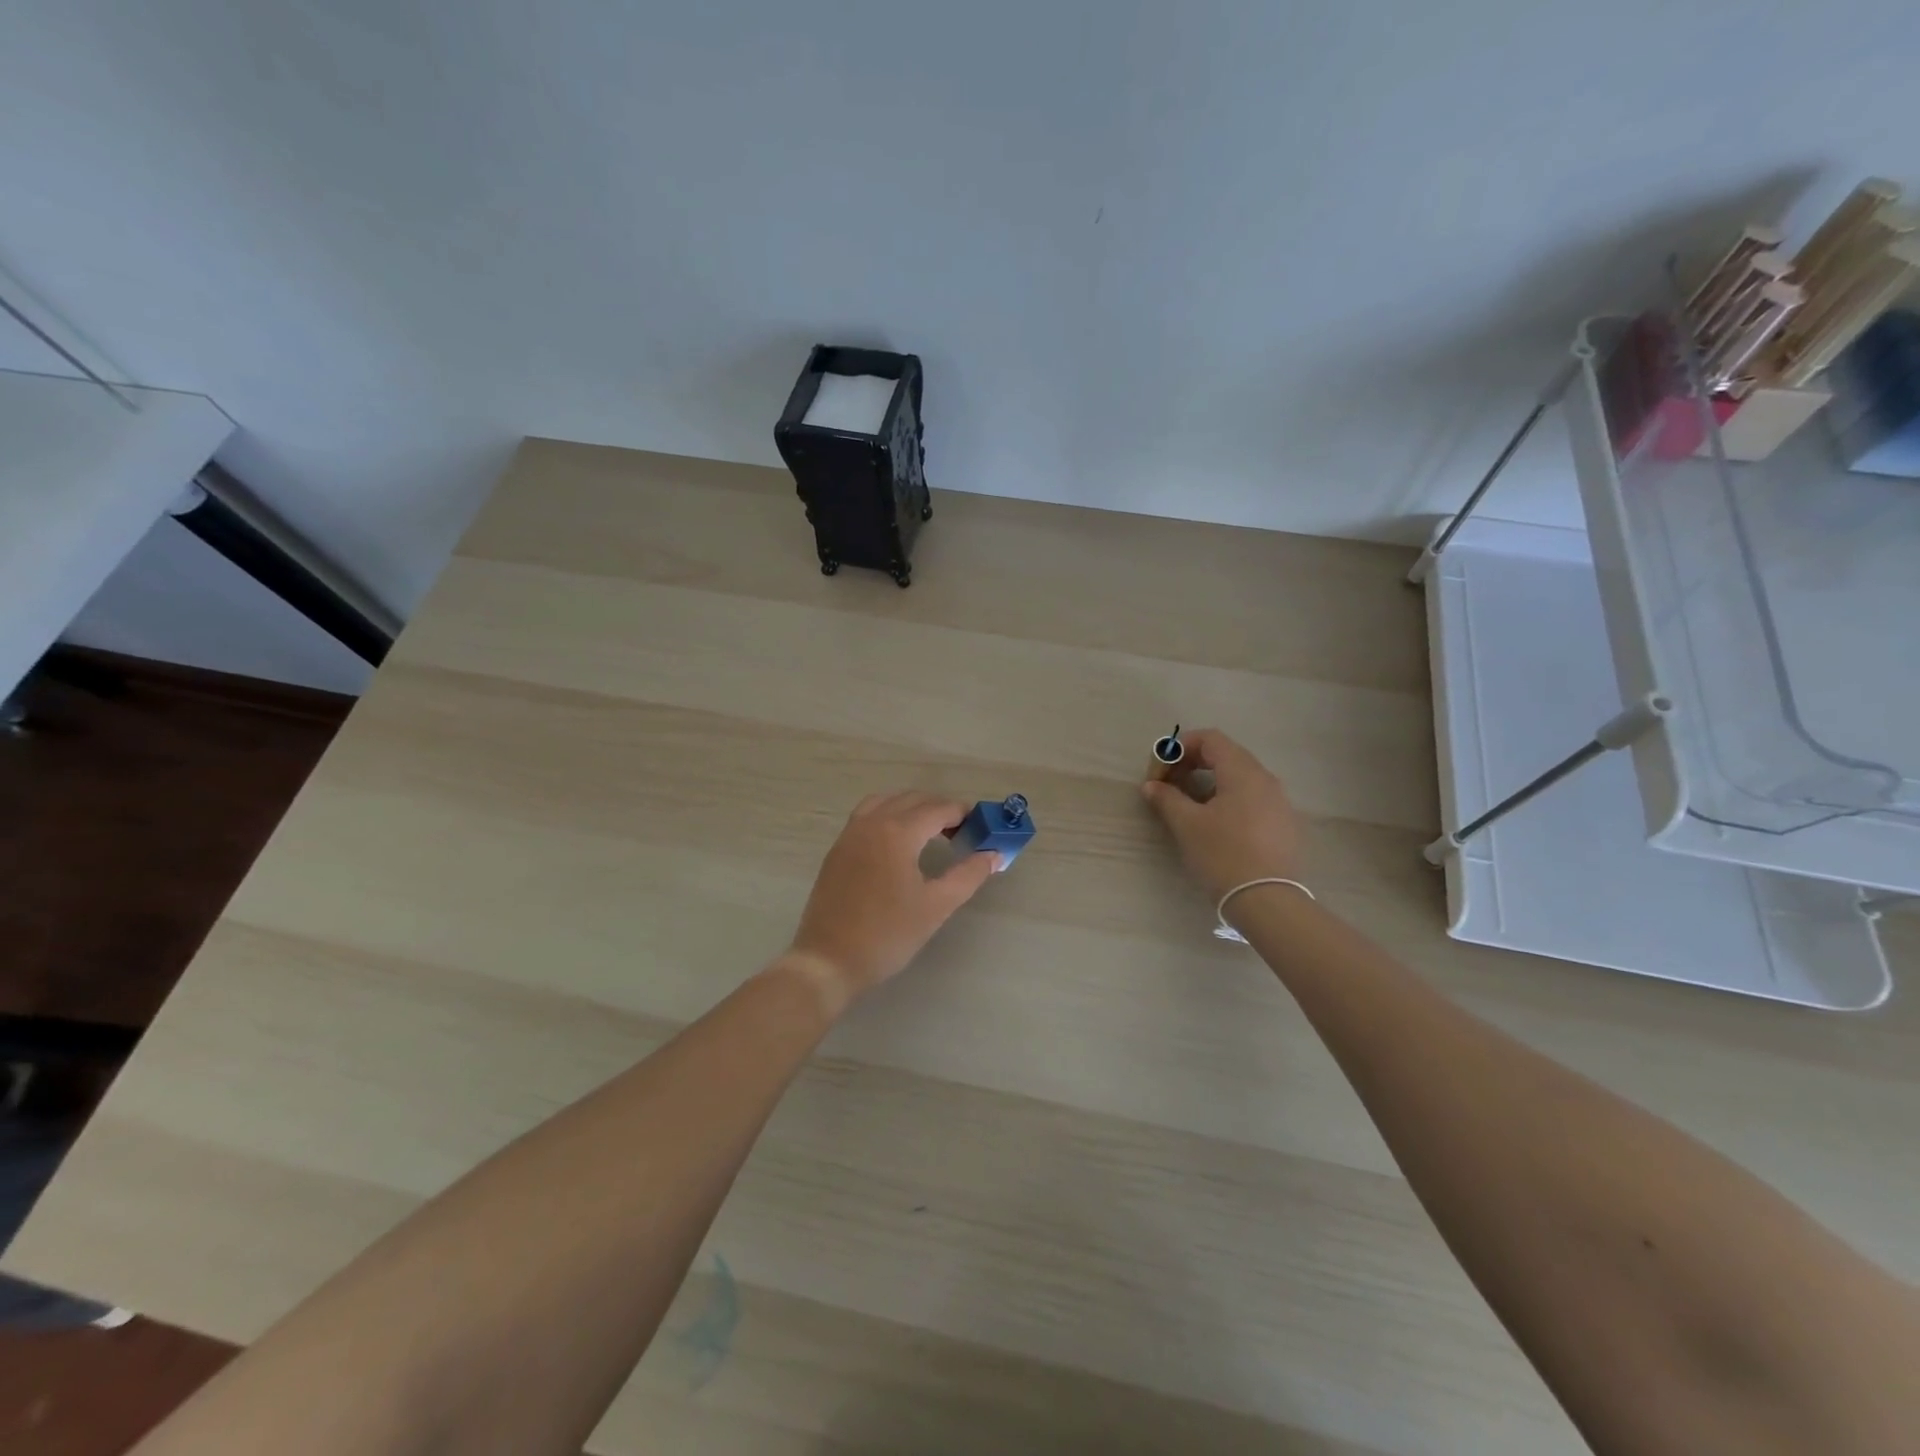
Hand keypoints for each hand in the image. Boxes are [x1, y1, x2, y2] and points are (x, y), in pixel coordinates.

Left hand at [786, 792, 1000, 1005]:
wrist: (828, 960)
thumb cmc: (887, 934)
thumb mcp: (936, 906)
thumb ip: (968, 875)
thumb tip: (994, 855)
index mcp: (897, 832)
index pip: (937, 809)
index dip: (962, 814)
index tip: (981, 826)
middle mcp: (871, 823)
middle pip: (912, 800)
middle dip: (940, 809)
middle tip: (961, 832)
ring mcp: (850, 834)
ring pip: (886, 802)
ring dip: (912, 808)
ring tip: (930, 832)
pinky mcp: (837, 849)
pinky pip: (867, 815)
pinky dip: (888, 815)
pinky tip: (898, 843)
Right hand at [1141, 728, 1301, 899]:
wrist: (1267, 900)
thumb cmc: (1223, 854)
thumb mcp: (1187, 824)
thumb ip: (1167, 798)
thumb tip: (1151, 785)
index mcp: (1243, 772)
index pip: (1210, 739)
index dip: (1179, 748)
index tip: (1160, 771)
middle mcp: (1265, 779)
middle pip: (1225, 754)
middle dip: (1192, 764)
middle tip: (1168, 785)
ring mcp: (1279, 802)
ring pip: (1239, 777)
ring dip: (1209, 782)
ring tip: (1188, 805)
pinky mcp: (1283, 824)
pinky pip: (1251, 797)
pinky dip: (1227, 798)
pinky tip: (1214, 824)